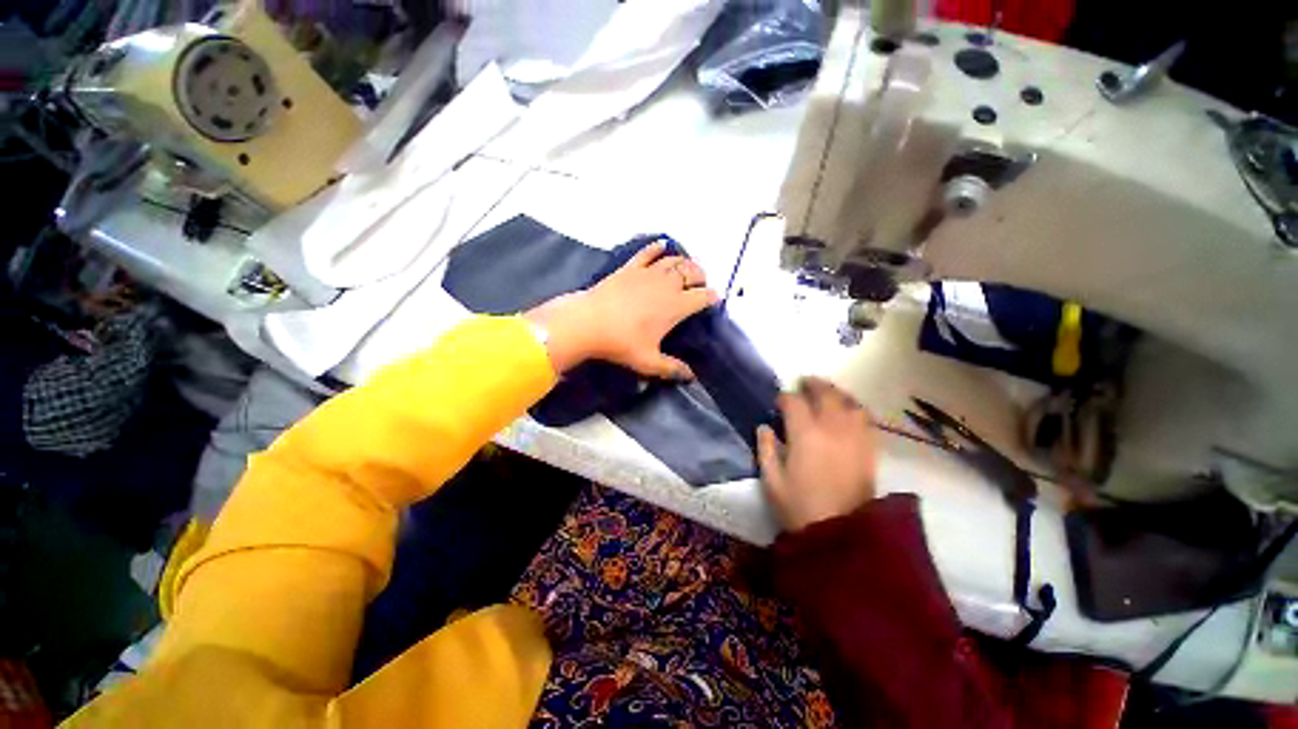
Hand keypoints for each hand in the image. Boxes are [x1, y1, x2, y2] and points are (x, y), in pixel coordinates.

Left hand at [524, 241, 719, 375]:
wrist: (588, 323)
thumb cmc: (621, 343)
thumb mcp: (648, 361)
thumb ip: (672, 368)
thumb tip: (691, 377)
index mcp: (675, 306)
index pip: (702, 296)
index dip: (712, 297)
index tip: (715, 300)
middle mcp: (667, 285)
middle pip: (692, 273)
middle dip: (702, 276)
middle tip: (701, 284)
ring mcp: (648, 273)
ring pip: (674, 261)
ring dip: (686, 262)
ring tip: (688, 268)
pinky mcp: (630, 267)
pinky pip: (648, 252)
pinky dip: (658, 247)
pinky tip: (664, 245)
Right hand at [757, 378, 878, 531]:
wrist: (842, 534)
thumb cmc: (800, 507)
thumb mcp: (772, 481)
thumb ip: (765, 449)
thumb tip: (764, 427)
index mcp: (805, 435)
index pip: (794, 402)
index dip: (784, 397)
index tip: (779, 401)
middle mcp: (832, 428)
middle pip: (825, 394)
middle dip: (812, 384)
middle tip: (803, 382)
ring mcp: (855, 437)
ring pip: (849, 402)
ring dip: (836, 392)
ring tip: (827, 392)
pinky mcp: (869, 448)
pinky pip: (866, 419)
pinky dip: (855, 408)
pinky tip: (849, 410)